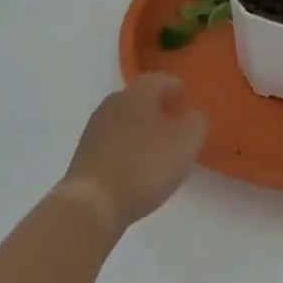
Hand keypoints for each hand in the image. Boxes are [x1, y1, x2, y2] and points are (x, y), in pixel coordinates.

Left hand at [57, 74, 208, 235]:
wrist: (92, 203)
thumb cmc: (143, 166)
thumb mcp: (185, 143)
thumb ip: (196, 124)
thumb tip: (193, 116)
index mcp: (135, 95)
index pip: (156, 79)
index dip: (173, 85)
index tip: (185, 95)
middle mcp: (111, 105)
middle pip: (137, 98)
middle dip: (157, 106)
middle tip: (175, 120)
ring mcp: (94, 130)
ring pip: (124, 120)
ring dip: (142, 128)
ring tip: (159, 146)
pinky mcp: (85, 155)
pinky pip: (113, 142)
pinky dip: (128, 147)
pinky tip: (138, 166)